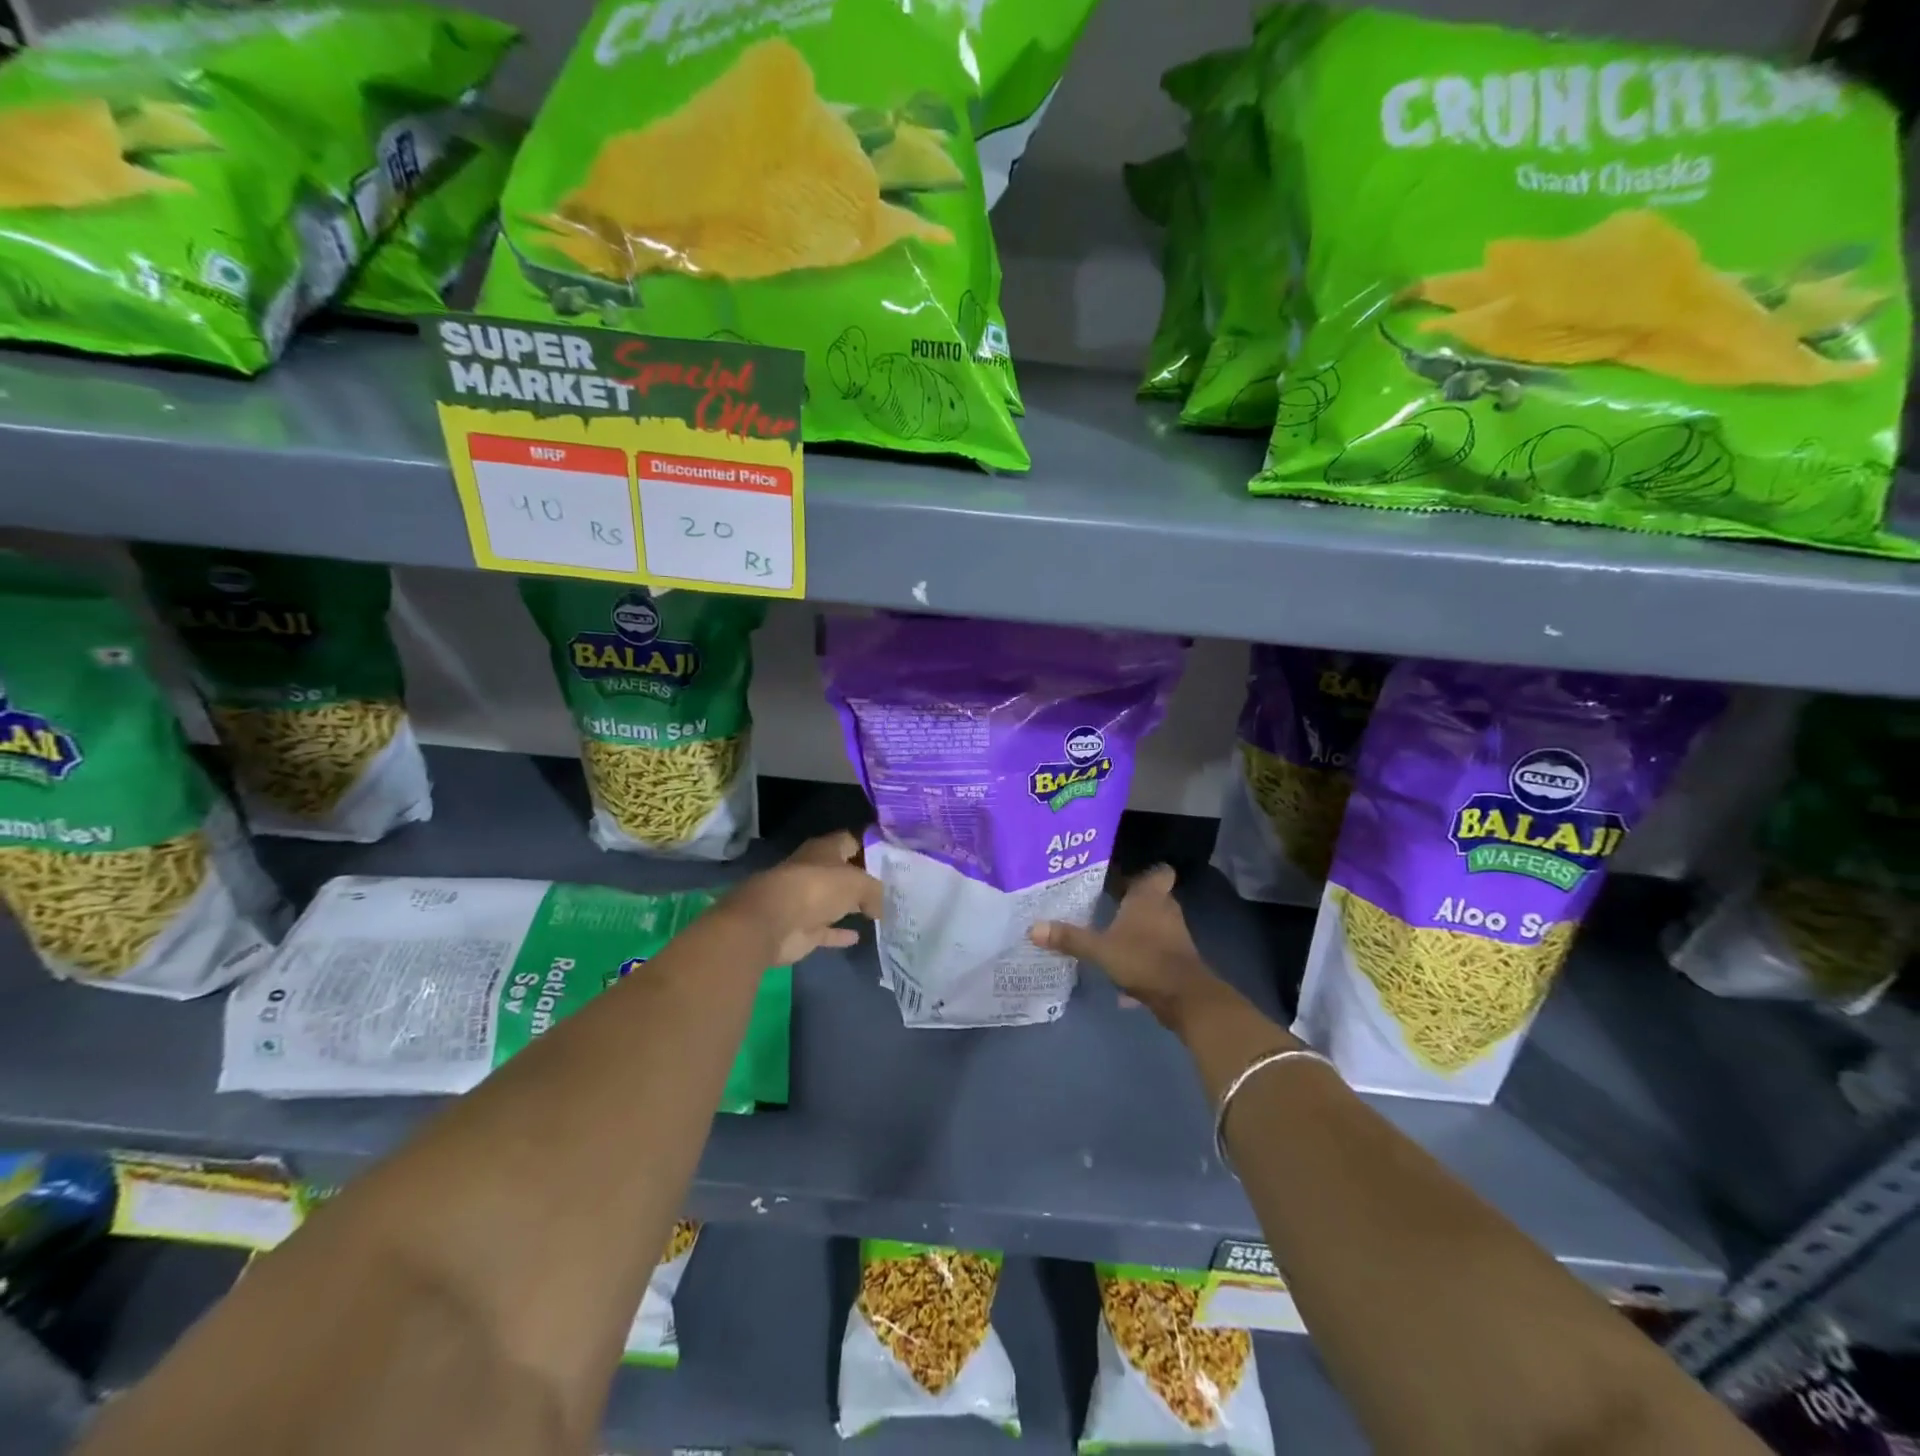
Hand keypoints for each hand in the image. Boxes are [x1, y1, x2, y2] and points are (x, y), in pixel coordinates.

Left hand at [720, 831, 882, 965]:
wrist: (774, 922)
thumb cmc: (818, 888)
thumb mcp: (858, 883)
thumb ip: (875, 891)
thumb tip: (881, 906)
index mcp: (825, 849)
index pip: (851, 841)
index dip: (871, 846)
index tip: (893, 856)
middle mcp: (814, 871)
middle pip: (843, 872)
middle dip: (864, 878)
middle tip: (893, 887)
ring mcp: (806, 900)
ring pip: (834, 901)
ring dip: (851, 906)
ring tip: (880, 911)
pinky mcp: (802, 928)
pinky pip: (826, 929)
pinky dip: (839, 933)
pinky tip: (859, 936)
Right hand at [1029, 864, 1222, 1028]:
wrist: (1184, 997)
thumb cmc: (1143, 958)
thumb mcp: (1099, 949)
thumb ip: (1069, 938)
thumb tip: (1032, 928)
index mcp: (1150, 897)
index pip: (1158, 871)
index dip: (1144, 871)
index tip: (1122, 875)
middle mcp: (1166, 909)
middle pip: (1152, 897)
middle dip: (1133, 900)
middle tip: (1106, 900)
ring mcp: (1175, 934)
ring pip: (1155, 923)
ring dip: (1138, 927)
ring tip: (1110, 931)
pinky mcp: (1177, 958)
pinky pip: (1157, 948)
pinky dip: (1143, 953)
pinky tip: (1122, 965)